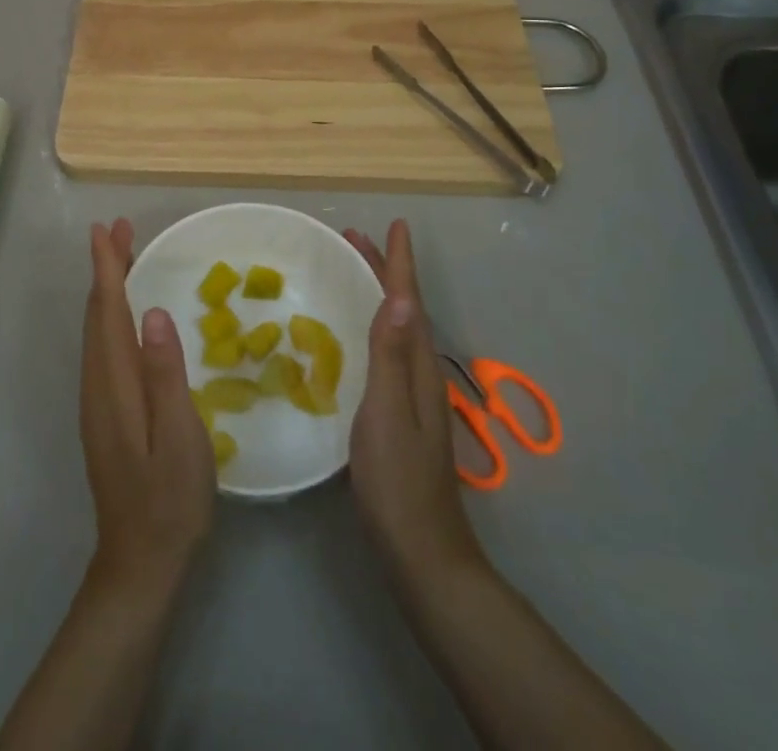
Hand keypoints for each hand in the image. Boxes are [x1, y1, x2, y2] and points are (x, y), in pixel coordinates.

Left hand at [79, 219, 215, 594]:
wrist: (139, 561)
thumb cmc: (169, 500)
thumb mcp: (180, 438)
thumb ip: (166, 374)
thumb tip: (151, 312)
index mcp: (115, 383)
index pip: (108, 311)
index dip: (107, 267)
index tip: (106, 229)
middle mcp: (97, 384)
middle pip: (97, 314)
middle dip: (105, 268)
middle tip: (119, 229)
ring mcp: (97, 400)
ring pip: (97, 330)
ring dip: (107, 289)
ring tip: (123, 258)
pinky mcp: (103, 413)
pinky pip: (103, 347)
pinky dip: (110, 315)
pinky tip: (126, 315)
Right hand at [344, 221, 482, 587]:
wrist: (421, 551)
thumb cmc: (397, 480)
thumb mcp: (386, 412)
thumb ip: (391, 355)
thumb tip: (402, 296)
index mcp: (418, 367)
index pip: (411, 302)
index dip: (401, 264)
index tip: (395, 225)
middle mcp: (421, 374)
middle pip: (405, 309)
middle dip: (385, 270)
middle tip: (356, 239)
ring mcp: (414, 396)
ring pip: (398, 328)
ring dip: (380, 294)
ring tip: (356, 272)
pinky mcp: (402, 414)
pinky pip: (389, 350)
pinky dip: (375, 325)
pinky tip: (358, 335)